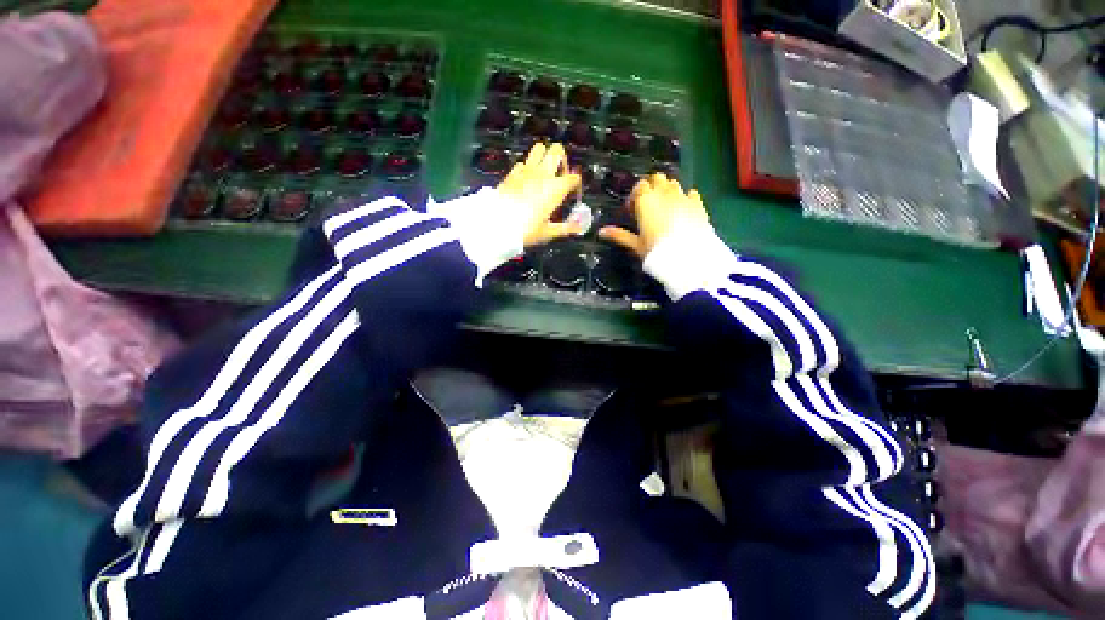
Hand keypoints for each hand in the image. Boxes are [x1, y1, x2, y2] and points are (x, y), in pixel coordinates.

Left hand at [497, 143, 582, 246]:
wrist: (498, 225)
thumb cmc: (527, 230)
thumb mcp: (548, 232)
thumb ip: (566, 228)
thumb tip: (579, 228)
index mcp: (556, 188)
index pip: (574, 178)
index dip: (576, 185)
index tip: (573, 194)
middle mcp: (543, 174)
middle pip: (557, 150)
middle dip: (561, 160)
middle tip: (559, 176)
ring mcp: (526, 171)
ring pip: (539, 148)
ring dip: (543, 157)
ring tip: (543, 174)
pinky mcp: (512, 173)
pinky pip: (522, 163)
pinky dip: (527, 169)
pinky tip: (525, 182)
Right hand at [599, 173, 709, 257]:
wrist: (687, 256)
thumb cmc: (656, 250)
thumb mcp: (635, 244)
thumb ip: (619, 235)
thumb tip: (600, 232)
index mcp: (647, 200)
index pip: (640, 186)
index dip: (635, 196)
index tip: (633, 210)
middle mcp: (664, 193)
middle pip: (657, 179)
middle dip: (652, 187)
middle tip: (648, 206)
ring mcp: (683, 197)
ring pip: (673, 183)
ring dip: (667, 190)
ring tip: (664, 208)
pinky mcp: (698, 204)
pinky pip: (691, 193)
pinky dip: (685, 197)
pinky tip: (683, 209)